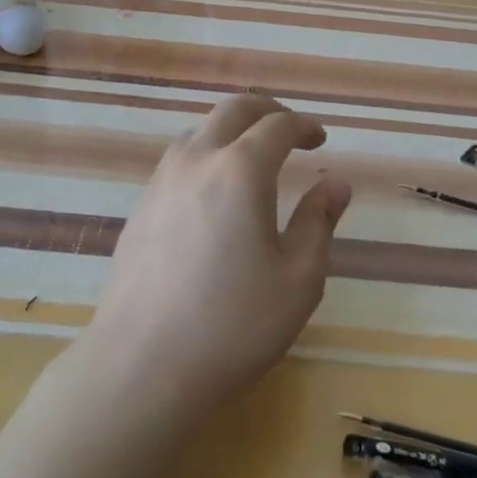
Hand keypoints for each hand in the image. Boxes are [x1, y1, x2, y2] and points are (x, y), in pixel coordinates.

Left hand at [82, 94, 352, 415]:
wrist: (141, 367)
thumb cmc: (233, 324)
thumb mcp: (298, 278)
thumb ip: (319, 221)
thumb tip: (336, 184)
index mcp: (240, 170)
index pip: (277, 125)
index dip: (303, 126)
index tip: (320, 140)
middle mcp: (197, 160)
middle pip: (233, 110)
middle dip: (267, 111)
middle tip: (290, 130)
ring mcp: (160, 182)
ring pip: (200, 131)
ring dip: (231, 131)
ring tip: (252, 159)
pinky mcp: (140, 208)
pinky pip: (178, 161)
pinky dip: (205, 155)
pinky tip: (213, 194)